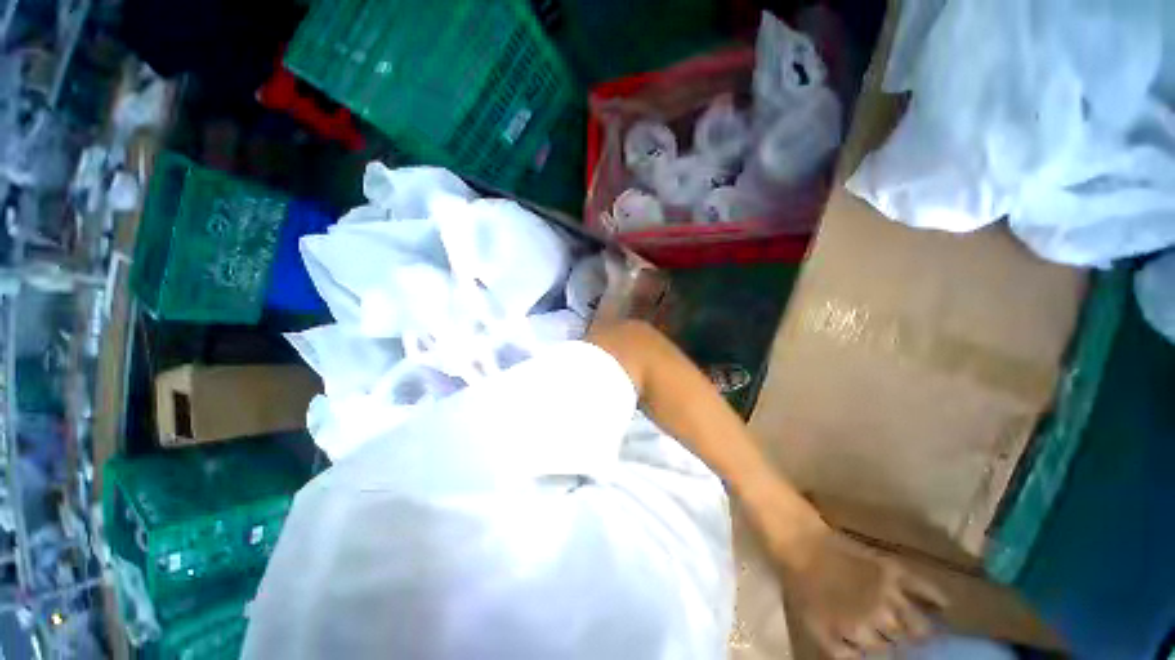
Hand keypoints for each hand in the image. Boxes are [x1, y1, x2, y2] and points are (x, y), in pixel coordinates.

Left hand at [776, 527, 947, 658]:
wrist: (801, 542)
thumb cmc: (802, 584)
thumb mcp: (815, 625)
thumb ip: (841, 651)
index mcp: (862, 633)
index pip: (886, 654)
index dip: (888, 653)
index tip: (891, 651)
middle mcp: (882, 617)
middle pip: (906, 641)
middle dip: (908, 645)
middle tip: (913, 645)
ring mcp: (889, 592)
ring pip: (920, 623)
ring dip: (926, 631)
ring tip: (936, 637)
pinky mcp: (891, 568)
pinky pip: (923, 586)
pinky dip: (936, 597)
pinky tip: (946, 606)